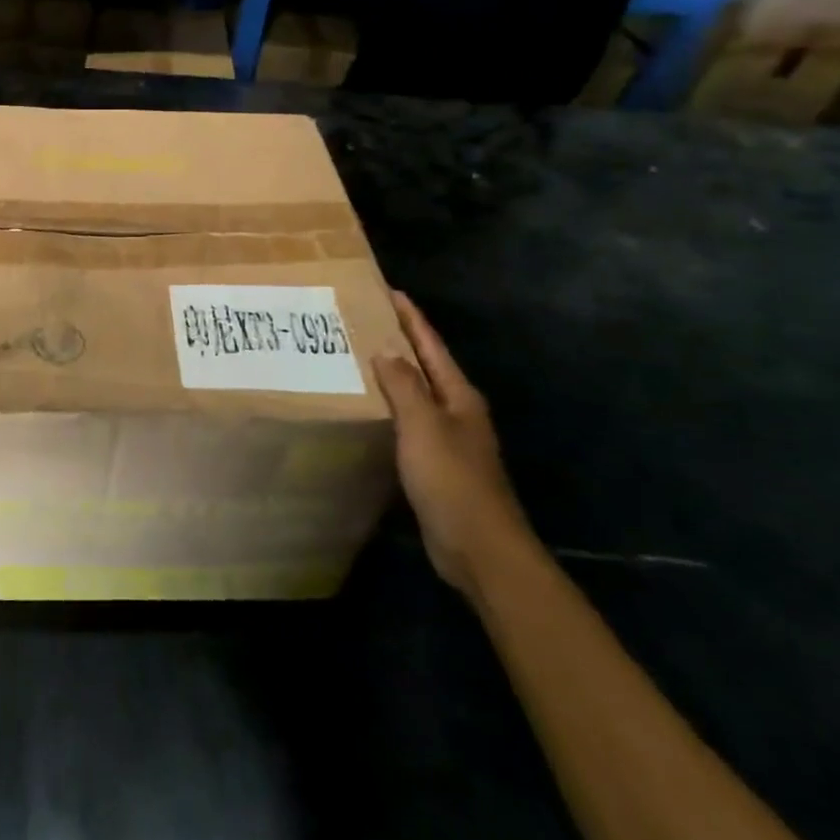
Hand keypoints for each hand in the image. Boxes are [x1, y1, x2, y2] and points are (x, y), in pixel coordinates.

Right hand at [372, 292, 533, 593]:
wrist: (479, 547)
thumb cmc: (451, 479)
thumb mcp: (423, 425)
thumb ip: (405, 386)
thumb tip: (386, 351)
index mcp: (459, 396)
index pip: (431, 346)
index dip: (411, 319)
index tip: (389, 292)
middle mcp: (457, 411)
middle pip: (426, 366)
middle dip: (400, 342)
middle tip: (365, 321)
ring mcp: (450, 439)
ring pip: (418, 394)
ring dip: (394, 375)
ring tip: (360, 359)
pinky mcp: (438, 465)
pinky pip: (410, 423)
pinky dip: (391, 408)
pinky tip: (371, 410)